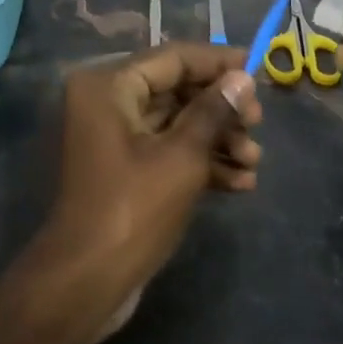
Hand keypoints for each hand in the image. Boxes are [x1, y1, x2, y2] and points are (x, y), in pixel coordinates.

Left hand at [32, 44, 261, 340]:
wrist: (84, 286)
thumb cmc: (132, 211)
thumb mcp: (182, 157)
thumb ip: (214, 111)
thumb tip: (243, 78)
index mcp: (109, 86)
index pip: (174, 58)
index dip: (219, 63)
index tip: (258, 72)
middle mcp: (107, 102)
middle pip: (177, 90)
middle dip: (221, 111)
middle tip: (258, 128)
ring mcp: (114, 137)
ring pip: (176, 123)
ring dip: (217, 139)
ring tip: (254, 163)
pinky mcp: (124, 168)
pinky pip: (167, 150)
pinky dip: (200, 162)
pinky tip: (240, 184)